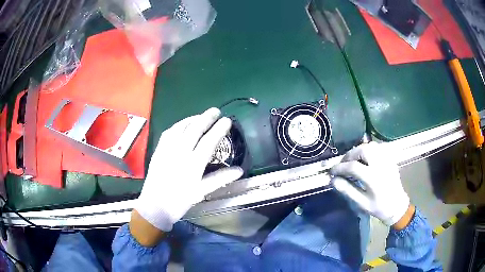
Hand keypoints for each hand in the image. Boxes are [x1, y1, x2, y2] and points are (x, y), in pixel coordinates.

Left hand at [135, 108, 243, 231]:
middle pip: (194, 130)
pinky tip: (183, 125)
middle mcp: (179, 153)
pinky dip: (178, 125)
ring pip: (180, 128)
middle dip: (206, 118)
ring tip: (201, 116)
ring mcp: (167, 150)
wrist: (155, 206)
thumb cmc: (180, 201)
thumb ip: (220, 179)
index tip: (227, 121)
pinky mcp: (158, 150)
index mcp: (193, 165)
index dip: (219, 129)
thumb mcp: (202, 192)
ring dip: (192, 119)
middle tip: (215, 111)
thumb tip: (239, 170)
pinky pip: (168, 132)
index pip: (209, 141)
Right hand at [330, 142, 409, 225]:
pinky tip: (365, 158)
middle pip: (363, 150)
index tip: (332, 171)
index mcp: (373, 178)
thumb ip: (348, 190)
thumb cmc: (378, 207)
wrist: (397, 205)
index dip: (339, 168)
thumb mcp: (361, 203)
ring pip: (371, 146)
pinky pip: (378, 147)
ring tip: (353, 160)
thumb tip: (333, 180)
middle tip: (343, 163)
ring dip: (359, 150)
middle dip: (350, 155)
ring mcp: (387, 160)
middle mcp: (381, 165)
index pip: (353, 167)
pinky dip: (368, 149)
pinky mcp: (390, 158)